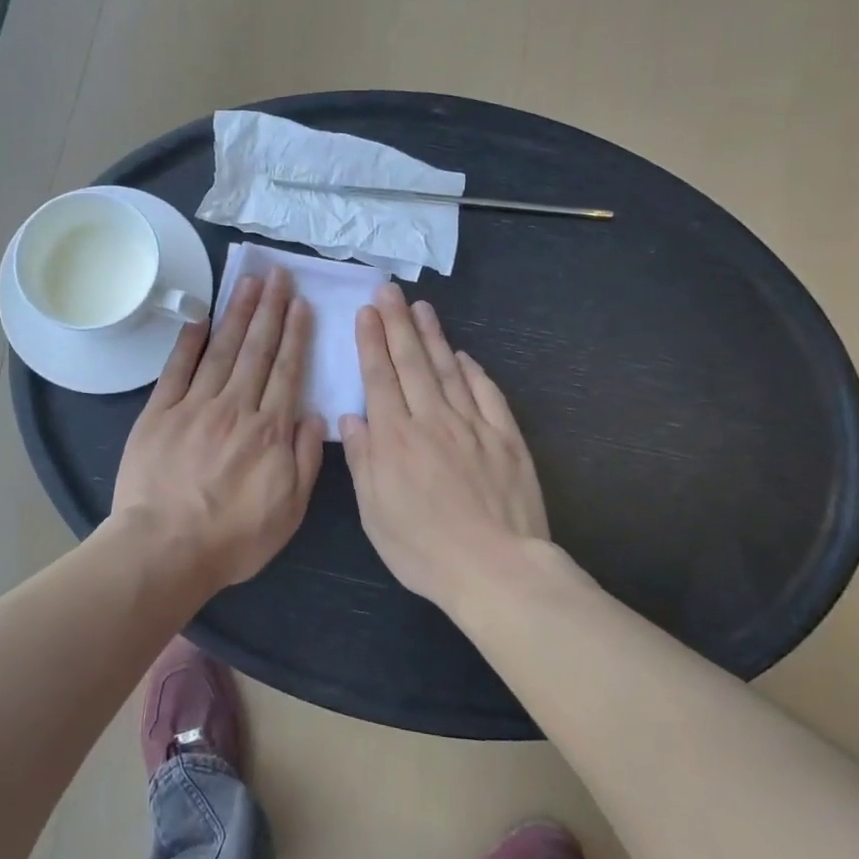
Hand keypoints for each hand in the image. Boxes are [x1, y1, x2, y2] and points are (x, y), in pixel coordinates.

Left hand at [114, 268, 327, 588]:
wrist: (165, 549)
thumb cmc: (233, 538)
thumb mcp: (289, 511)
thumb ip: (306, 460)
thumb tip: (314, 415)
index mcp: (269, 431)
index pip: (287, 371)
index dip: (295, 334)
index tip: (301, 303)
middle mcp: (235, 408)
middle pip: (257, 350)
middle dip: (270, 309)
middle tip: (277, 274)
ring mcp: (195, 406)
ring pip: (222, 350)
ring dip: (237, 314)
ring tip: (248, 282)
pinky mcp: (160, 412)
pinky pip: (177, 369)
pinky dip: (189, 341)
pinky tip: (201, 316)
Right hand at [341, 282, 549, 610]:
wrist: (496, 567)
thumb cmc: (424, 549)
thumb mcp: (375, 514)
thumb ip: (363, 461)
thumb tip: (352, 417)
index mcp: (395, 438)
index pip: (380, 378)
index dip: (372, 342)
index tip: (366, 312)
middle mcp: (432, 420)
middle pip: (412, 362)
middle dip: (397, 323)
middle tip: (389, 291)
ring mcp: (473, 425)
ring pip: (448, 370)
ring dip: (433, 336)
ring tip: (421, 308)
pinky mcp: (506, 437)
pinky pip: (487, 394)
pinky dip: (473, 371)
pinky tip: (463, 356)